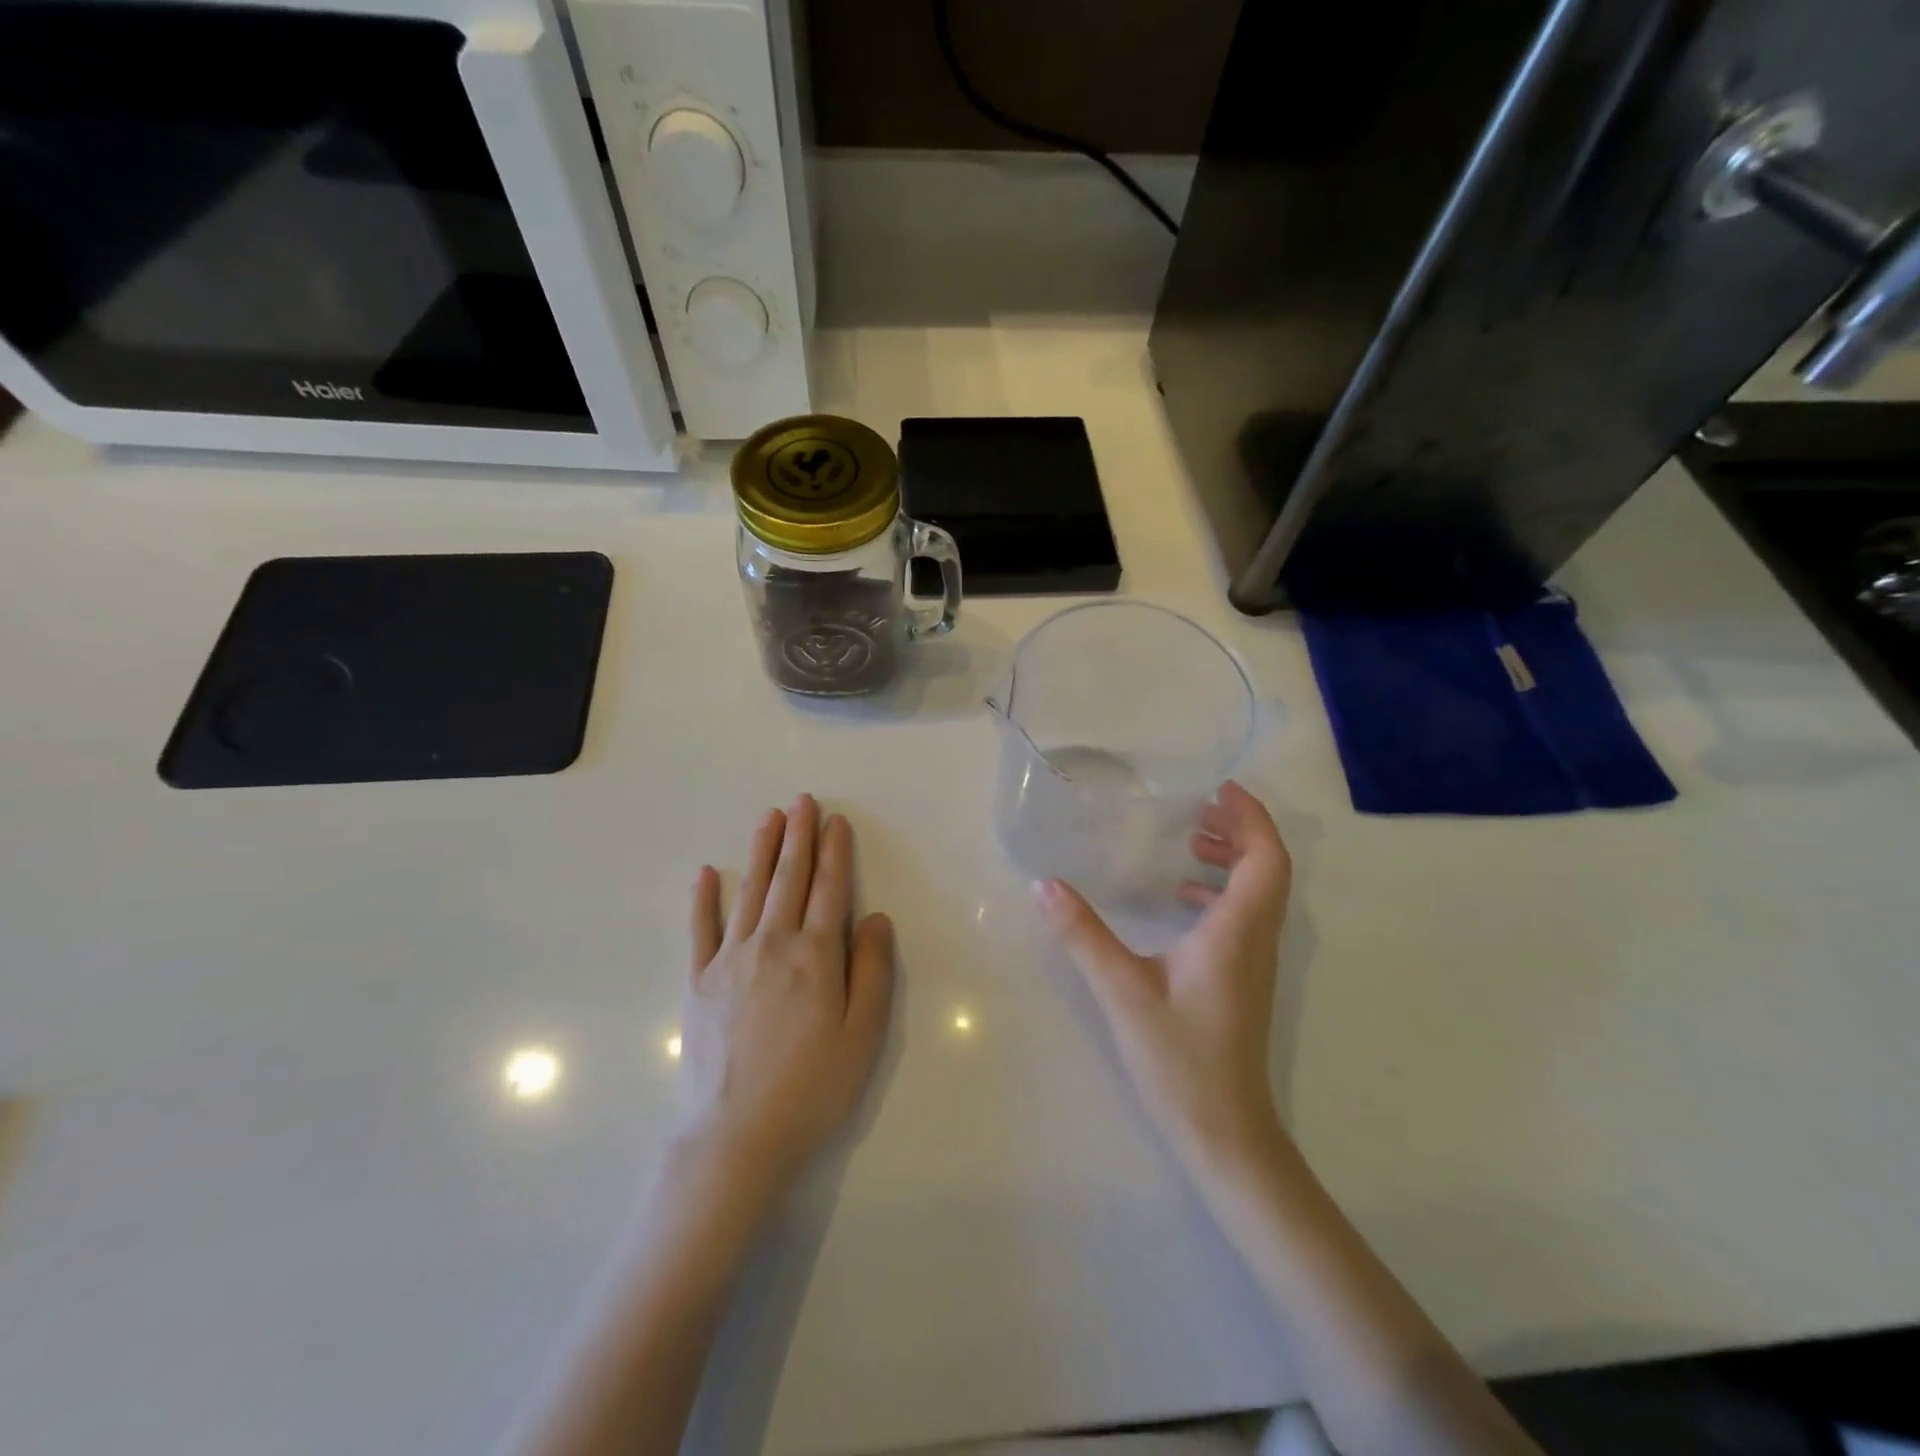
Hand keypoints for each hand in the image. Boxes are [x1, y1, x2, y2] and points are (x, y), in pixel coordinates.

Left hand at [679, 796, 895, 1195]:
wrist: (735, 1137)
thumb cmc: (812, 1089)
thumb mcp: (863, 1035)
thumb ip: (872, 970)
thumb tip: (874, 917)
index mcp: (815, 956)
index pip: (829, 889)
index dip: (835, 852)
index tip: (835, 821)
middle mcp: (772, 944)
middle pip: (790, 879)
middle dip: (798, 836)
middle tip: (801, 800)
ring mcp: (730, 960)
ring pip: (751, 891)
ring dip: (761, 851)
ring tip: (768, 817)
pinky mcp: (698, 982)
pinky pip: (701, 929)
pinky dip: (704, 899)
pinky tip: (708, 873)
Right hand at [1036, 781, 1290, 1170]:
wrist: (1224, 1131)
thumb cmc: (1179, 1056)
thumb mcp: (1122, 990)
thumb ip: (1083, 934)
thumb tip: (1046, 885)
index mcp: (1237, 930)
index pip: (1267, 858)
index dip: (1251, 818)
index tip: (1220, 790)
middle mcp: (1256, 939)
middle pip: (1269, 869)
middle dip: (1241, 830)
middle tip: (1200, 809)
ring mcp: (1254, 962)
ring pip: (1259, 893)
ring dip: (1233, 860)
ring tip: (1191, 842)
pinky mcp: (1243, 980)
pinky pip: (1244, 917)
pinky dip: (1221, 893)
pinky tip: (1181, 899)